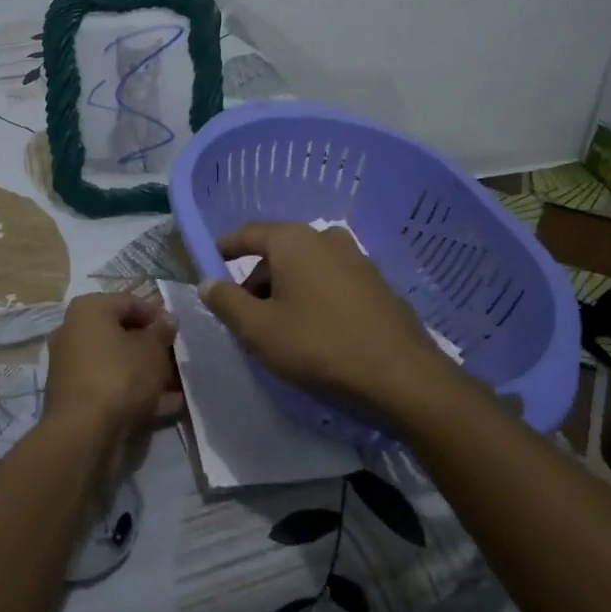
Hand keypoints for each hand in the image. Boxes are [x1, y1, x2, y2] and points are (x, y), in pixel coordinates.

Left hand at [45, 292, 181, 441]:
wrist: (83, 434)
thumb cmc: (120, 377)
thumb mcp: (152, 350)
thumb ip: (162, 331)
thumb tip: (167, 320)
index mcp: (88, 310)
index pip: (130, 302)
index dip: (158, 315)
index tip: (178, 332)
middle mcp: (73, 332)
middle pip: (121, 333)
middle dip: (152, 346)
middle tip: (177, 359)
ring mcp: (72, 366)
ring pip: (117, 362)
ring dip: (146, 371)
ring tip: (176, 385)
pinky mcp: (75, 396)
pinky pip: (110, 385)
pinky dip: (134, 392)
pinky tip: (165, 405)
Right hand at [199, 222, 453, 415]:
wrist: (402, 378)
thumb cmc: (319, 346)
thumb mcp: (259, 330)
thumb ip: (226, 301)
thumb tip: (208, 282)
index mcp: (294, 240)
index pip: (248, 233)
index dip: (225, 248)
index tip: (209, 264)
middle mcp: (326, 238)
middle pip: (278, 252)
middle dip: (256, 280)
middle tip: (245, 316)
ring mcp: (357, 259)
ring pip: (306, 268)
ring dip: (286, 291)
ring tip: (280, 330)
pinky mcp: (378, 284)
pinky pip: (332, 282)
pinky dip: (314, 297)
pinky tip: (316, 332)